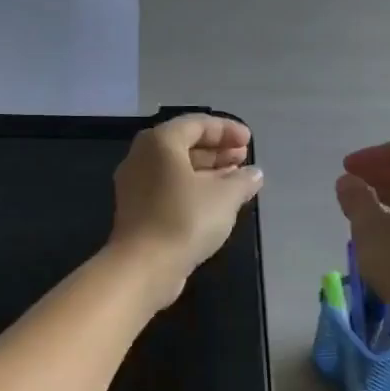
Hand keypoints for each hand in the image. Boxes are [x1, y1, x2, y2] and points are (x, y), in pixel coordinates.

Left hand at [109, 114, 264, 307]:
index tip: (250, 141)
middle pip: (184, 145)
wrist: (144, 266)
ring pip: (176, 169)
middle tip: (243, 158)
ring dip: (207, 171)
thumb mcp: (225, 196)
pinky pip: (169, 189)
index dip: (226, 130)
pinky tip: (216, 203)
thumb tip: (253, 174)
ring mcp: (136, 186)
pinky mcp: (138, 211)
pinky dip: (193, 189)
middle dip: (216, 150)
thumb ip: (242, 180)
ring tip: (236, 180)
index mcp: (160, 142)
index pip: (196, 124)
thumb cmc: (185, 219)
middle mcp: (142, 157)